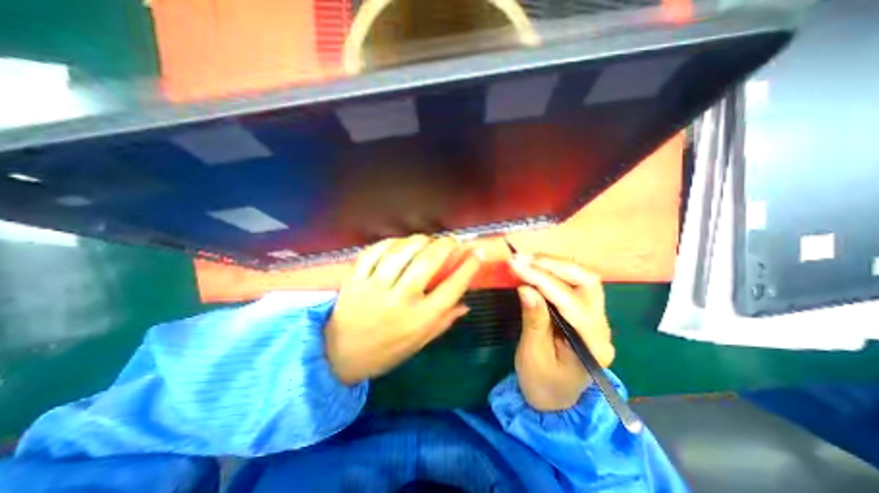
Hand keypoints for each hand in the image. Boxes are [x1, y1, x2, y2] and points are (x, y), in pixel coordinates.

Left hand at [325, 234, 478, 384]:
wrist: (339, 356)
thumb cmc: (386, 351)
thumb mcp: (420, 342)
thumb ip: (444, 321)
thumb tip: (466, 304)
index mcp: (419, 319)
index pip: (452, 288)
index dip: (468, 267)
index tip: (476, 252)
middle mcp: (400, 300)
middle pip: (428, 263)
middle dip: (445, 245)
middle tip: (452, 240)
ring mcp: (375, 287)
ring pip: (402, 252)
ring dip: (419, 240)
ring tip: (428, 240)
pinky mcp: (355, 279)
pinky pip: (374, 251)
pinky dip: (390, 242)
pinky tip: (399, 243)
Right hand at [510, 254, 611, 412]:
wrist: (555, 399)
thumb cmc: (542, 383)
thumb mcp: (533, 355)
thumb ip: (533, 320)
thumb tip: (525, 288)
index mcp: (592, 344)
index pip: (570, 301)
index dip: (542, 279)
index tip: (517, 265)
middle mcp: (601, 326)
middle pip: (587, 281)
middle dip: (554, 265)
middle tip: (523, 258)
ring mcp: (596, 317)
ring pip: (582, 278)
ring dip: (553, 264)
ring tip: (526, 259)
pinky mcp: (584, 312)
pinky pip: (572, 283)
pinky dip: (552, 271)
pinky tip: (535, 268)